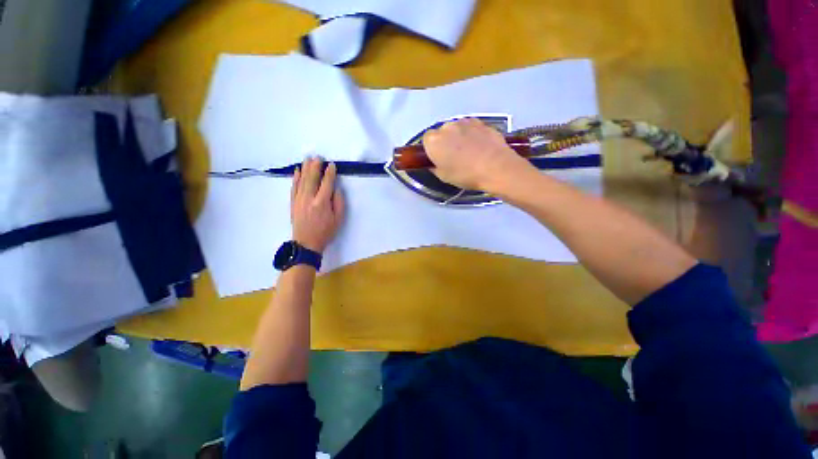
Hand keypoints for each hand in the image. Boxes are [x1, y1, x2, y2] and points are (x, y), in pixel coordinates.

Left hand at [291, 158, 344, 252]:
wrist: (306, 243)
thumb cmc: (326, 231)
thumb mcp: (338, 219)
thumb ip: (339, 202)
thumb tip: (336, 189)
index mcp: (322, 202)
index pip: (327, 183)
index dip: (330, 173)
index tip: (332, 165)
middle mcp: (309, 198)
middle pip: (312, 178)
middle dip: (315, 166)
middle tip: (318, 157)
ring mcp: (299, 199)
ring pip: (301, 180)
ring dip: (305, 168)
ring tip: (308, 159)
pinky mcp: (293, 202)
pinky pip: (293, 187)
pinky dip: (295, 178)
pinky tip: (297, 171)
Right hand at [422, 118, 532, 192]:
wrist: (496, 167)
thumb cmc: (465, 175)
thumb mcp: (443, 176)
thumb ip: (434, 167)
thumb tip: (434, 163)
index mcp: (434, 141)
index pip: (426, 140)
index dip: (431, 149)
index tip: (438, 158)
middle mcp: (447, 127)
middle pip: (441, 132)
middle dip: (445, 141)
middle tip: (453, 157)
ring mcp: (465, 122)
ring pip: (457, 128)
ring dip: (459, 137)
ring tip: (469, 152)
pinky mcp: (481, 122)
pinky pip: (471, 128)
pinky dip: (472, 135)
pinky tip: (479, 147)